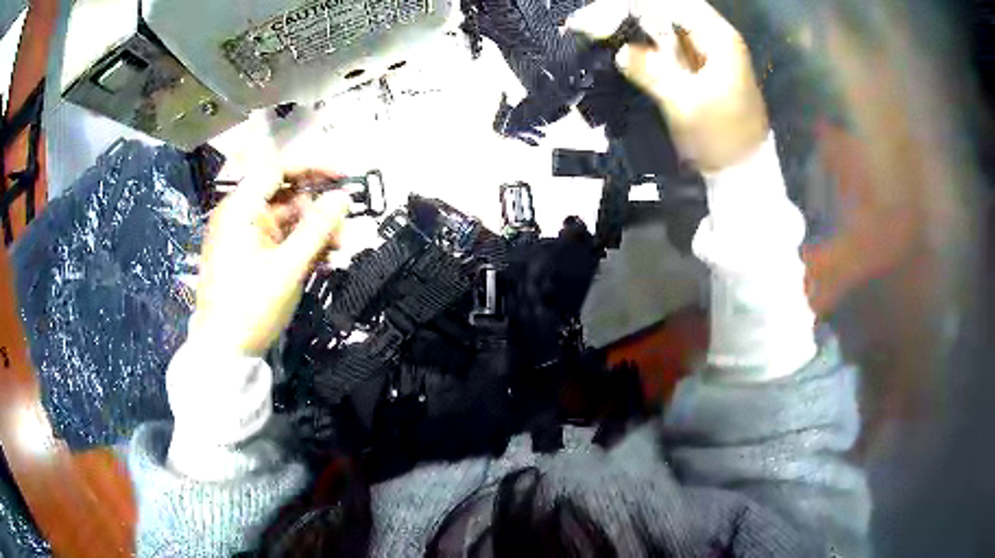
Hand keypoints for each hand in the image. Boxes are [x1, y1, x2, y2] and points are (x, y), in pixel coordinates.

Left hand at [191, 169, 349, 356]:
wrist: (223, 352)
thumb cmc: (252, 306)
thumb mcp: (289, 267)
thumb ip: (318, 228)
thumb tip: (343, 197)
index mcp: (240, 209)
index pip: (278, 169)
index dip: (313, 168)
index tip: (344, 178)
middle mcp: (239, 215)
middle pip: (284, 196)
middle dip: (316, 210)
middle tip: (342, 232)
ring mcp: (242, 237)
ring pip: (284, 220)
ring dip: (312, 231)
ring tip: (336, 251)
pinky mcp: (246, 256)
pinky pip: (277, 240)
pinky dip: (298, 245)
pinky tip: (319, 259)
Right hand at [567, 0, 768, 170]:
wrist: (741, 171)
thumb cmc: (722, 138)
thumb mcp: (687, 105)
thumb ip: (653, 72)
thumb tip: (621, 52)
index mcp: (717, 38)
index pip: (669, 3)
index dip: (630, 5)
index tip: (599, 19)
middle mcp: (710, 37)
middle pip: (661, 8)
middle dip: (622, 13)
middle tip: (583, 26)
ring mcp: (701, 51)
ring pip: (657, 25)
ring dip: (625, 26)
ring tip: (589, 32)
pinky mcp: (692, 67)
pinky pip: (659, 45)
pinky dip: (635, 44)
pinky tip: (613, 47)